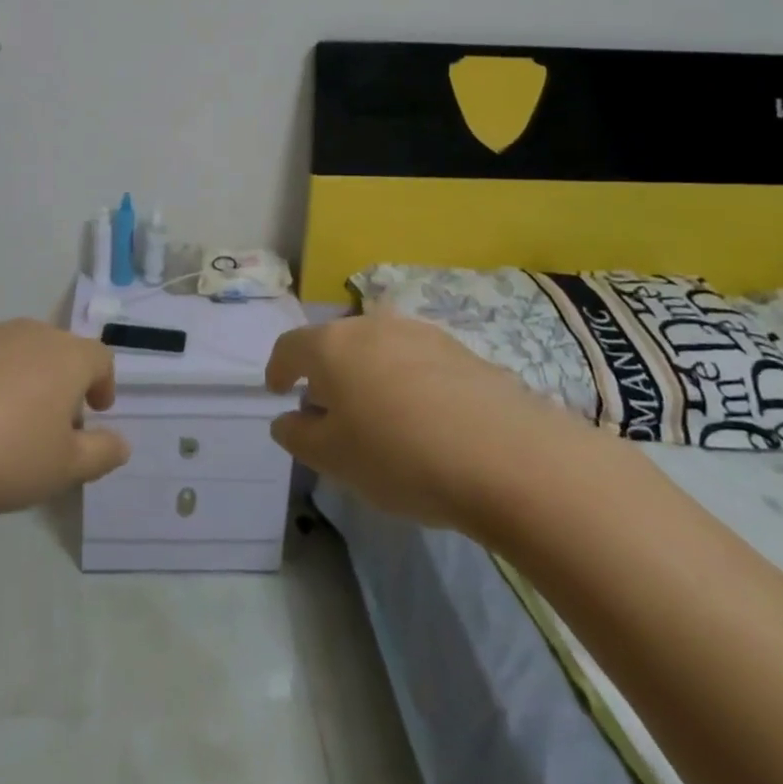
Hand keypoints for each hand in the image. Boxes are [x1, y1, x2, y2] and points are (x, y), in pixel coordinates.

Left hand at [0, 319, 131, 520]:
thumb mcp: (62, 469)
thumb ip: (100, 453)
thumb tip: (122, 443)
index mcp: (66, 356)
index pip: (100, 358)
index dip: (104, 384)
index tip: (96, 412)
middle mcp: (30, 334)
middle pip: (59, 352)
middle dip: (63, 384)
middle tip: (52, 426)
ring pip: (19, 353)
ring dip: (24, 381)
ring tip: (7, 426)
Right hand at [266, 313, 577, 531]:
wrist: (506, 456)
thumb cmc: (399, 455)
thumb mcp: (333, 459)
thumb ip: (299, 435)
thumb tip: (287, 419)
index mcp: (331, 344)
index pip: (290, 346)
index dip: (277, 368)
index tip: (276, 391)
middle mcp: (372, 325)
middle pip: (336, 343)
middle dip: (325, 373)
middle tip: (328, 411)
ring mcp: (420, 333)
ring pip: (378, 349)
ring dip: (367, 375)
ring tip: (378, 416)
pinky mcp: (461, 350)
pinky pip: (417, 362)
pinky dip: (407, 382)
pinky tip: (423, 419)